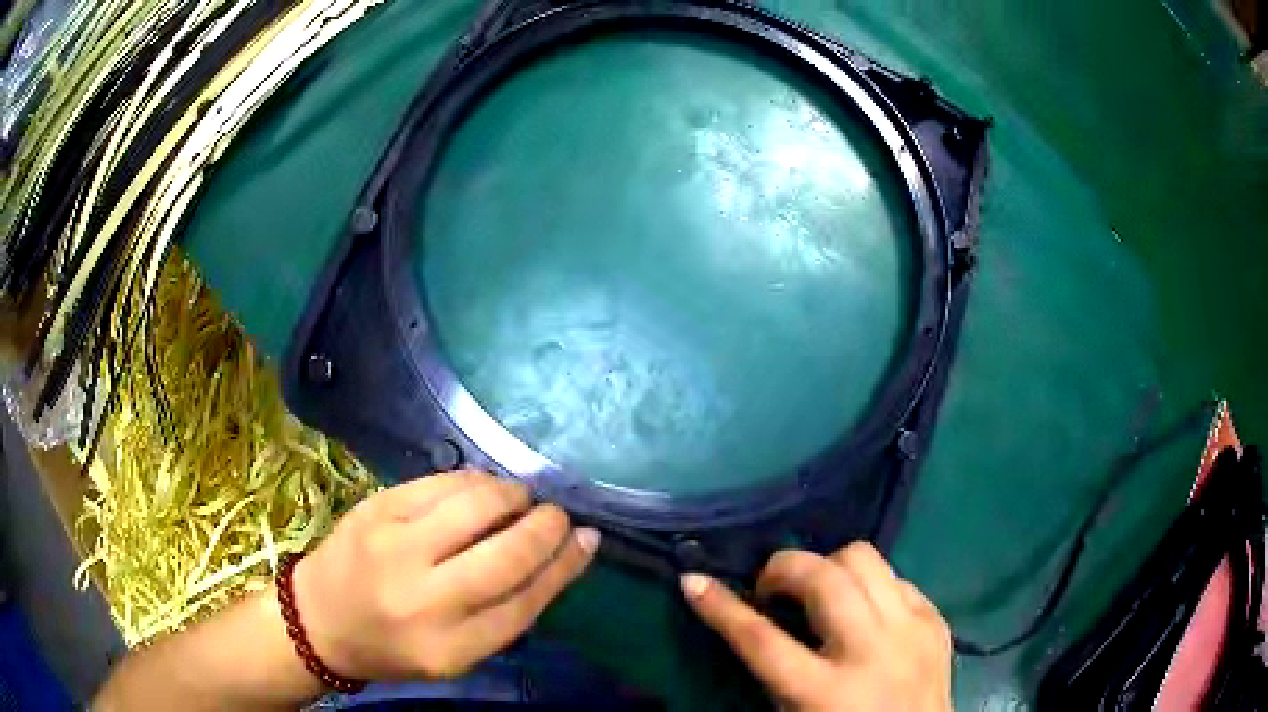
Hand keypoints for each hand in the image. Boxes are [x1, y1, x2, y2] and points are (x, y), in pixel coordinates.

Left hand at [292, 470, 598, 680]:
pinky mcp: (376, 509)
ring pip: (477, 505)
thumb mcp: (456, 653)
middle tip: (557, 514)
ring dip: (512, 495)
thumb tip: (562, 555)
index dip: (564, 565)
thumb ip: (506, 613)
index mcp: (451, 648)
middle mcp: (424, 599)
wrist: (319, 620)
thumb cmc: (395, 646)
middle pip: (507, 552)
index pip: (526, 601)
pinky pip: (441, 482)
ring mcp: (395, 547)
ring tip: (521, 499)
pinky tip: (483, 488)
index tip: (586, 539)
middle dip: (546, 525)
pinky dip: (474, 481)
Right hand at [682, 543, 951, 710]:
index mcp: (825, 692)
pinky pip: (896, 578)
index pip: (761, 640)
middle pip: (824, 578)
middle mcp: (871, 652)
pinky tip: (864, 611)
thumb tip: (752, 621)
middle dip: (784, 568)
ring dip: (830, 566)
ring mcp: (911, 631)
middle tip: (772, 589)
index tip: (693, 581)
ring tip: (820, 593)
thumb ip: (775, 673)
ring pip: (865, 558)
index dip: (721, 608)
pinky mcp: (936, 620)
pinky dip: (871, 586)